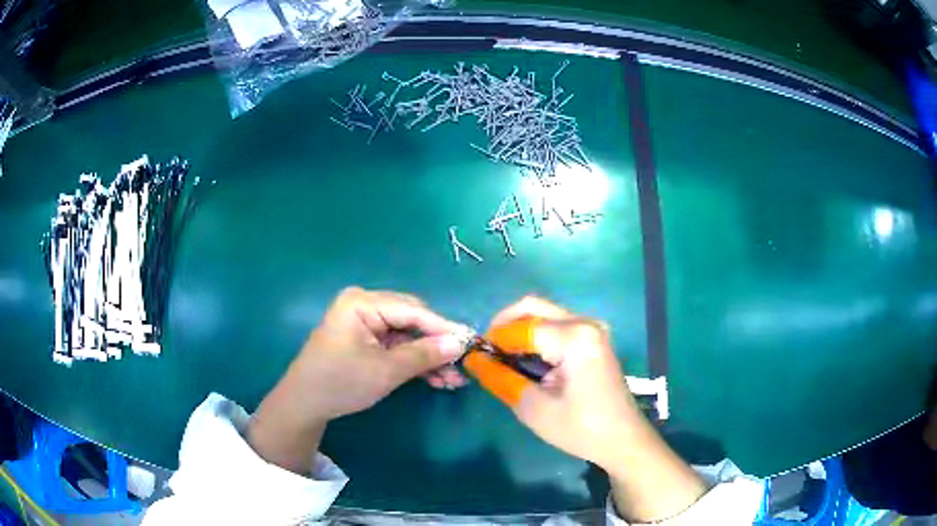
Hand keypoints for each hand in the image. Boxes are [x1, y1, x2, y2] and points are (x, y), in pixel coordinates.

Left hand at [248, 287, 468, 472]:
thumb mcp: (385, 371)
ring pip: (408, 337)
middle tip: (463, 364)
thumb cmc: (340, 383)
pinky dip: (415, 362)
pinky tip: (437, 379)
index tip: (472, 342)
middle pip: (413, 321)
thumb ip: (424, 355)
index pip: (413, 311)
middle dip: (437, 345)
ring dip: (429, 358)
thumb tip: (461, 342)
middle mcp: (365, 306)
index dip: (444, 328)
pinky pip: (397, 347)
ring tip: (454, 380)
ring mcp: (365, 324)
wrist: (305, 405)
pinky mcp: (366, 341)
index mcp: (362, 303)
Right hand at [490, 296, 706, 521]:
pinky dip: (535, 338)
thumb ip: (501, 379)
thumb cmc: (581, 429)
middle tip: (487, 352)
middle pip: (533, 308)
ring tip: (502, 359)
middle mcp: (585, 323)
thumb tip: (474, 359)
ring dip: (519, 332)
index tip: (474, 358)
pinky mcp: (593, 339)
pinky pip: (557, 326)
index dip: (494, 341)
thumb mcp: (534, 408)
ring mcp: (592, 329)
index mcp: (575, 337)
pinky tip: (525, 361)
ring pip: (544, 315)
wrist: (623, 440)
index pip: (521, 328)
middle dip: (504, 326)